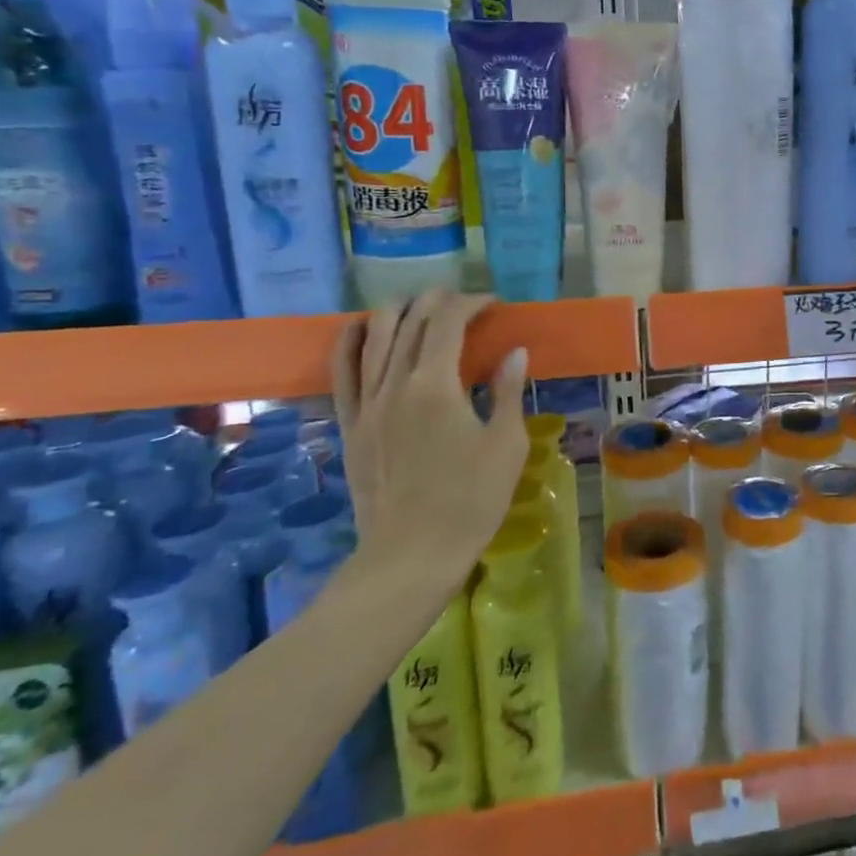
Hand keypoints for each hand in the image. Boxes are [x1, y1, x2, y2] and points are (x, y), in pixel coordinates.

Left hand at [331, 293, 528, 597]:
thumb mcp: (506, 446)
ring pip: (374, 335)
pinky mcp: (350, 424)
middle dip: (440, 300)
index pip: (449, 322)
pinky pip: (342, 370)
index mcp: (436, 386)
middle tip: (467, 304)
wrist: (411, 555)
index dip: (472, 302)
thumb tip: (513, 352)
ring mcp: (366, 403)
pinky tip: (363, 326)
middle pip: (411, 321)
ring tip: (424, 308)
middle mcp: (395, 384)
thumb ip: (507, 392)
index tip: (494, 304)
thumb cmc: (471, 501)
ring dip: (400, 310)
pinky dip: (351, 340)